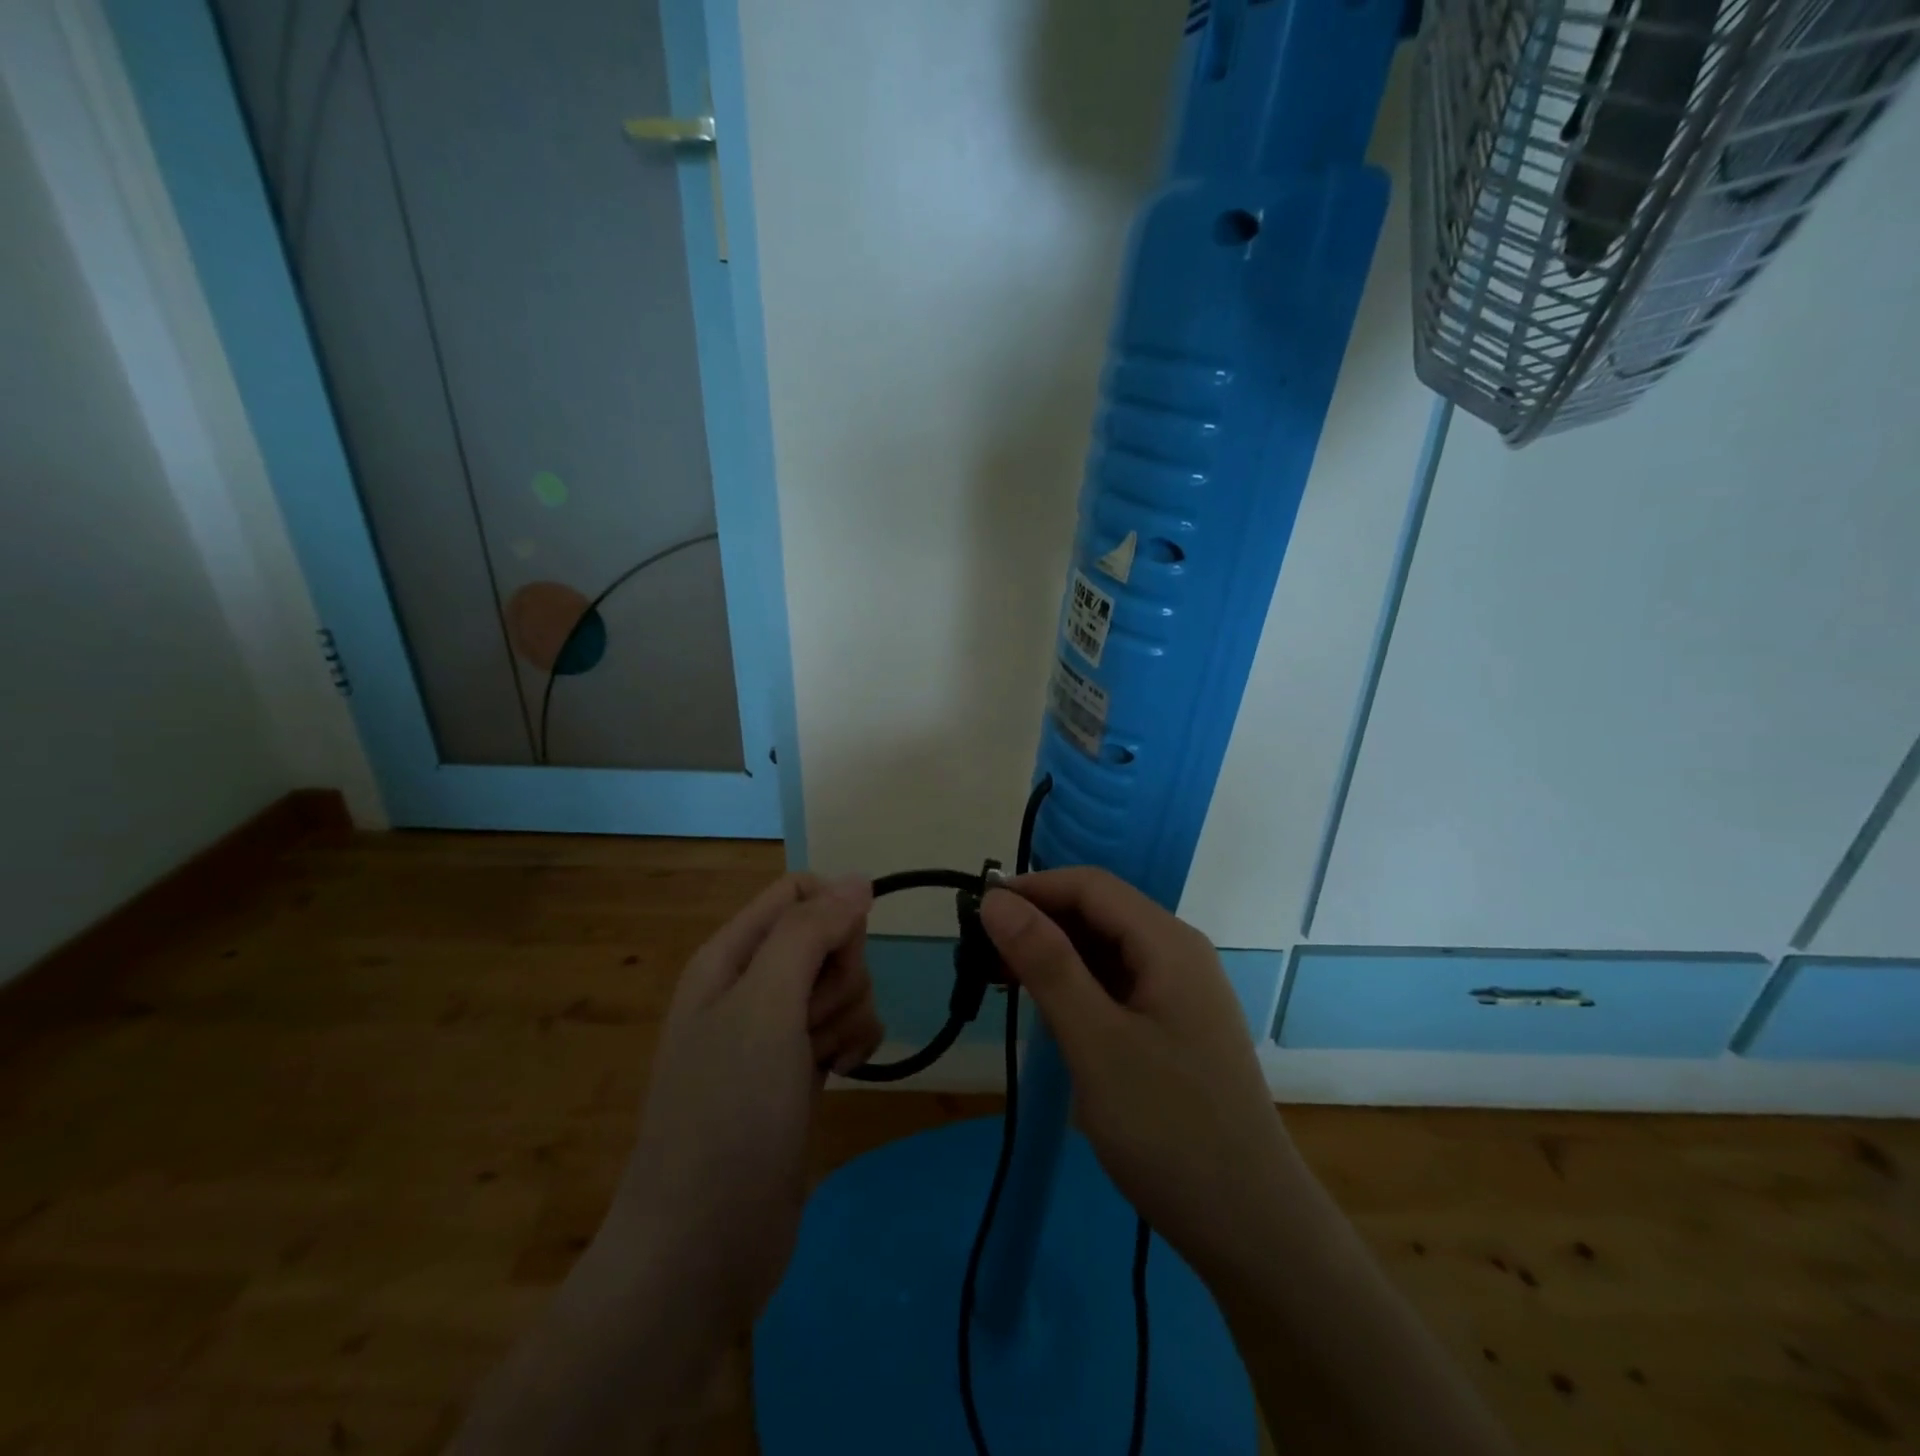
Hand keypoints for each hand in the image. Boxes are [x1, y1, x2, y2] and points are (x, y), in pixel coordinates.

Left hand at [602, 873, 881, 1333]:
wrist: (703, 1248)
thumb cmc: (727, 1114)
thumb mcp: (764, 1006)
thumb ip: (809, 933)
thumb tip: (857, 880)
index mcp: (729, 956)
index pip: (797, 892)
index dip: (832, 913)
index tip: (842, 956)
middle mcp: (751, 986)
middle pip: (828, 938)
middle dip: (840, 976)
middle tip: (812, 1024)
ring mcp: (775, 1033)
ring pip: (843, 986)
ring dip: (847, 1017)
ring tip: (820, 1062)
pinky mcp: (799, 1073)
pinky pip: (846, 1029)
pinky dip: (852, 1046)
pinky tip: (839, 1077)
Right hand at [979, 868, 1291, 1280]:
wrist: (1251, 1228)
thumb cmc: (1169, 1128)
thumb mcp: (1096, 1042)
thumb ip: (1046, 963)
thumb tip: (996, 899)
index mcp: (1168, 943)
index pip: (1090, 886)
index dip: (1032, 889)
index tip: (977, 913)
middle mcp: (1178, 954)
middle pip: (1099, 913)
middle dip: (1039, 923)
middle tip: (981, 956)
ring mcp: (1179, 993)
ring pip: (1105, 950)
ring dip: (1054, 956)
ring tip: (1003, 982)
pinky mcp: (1173, 1027)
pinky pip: (1116, 985)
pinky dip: (1076, 987)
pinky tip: (1047, 1011)